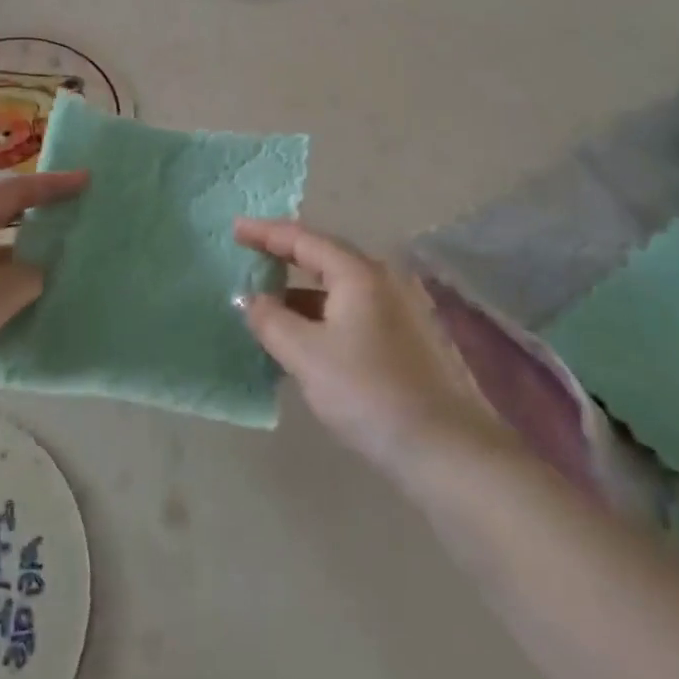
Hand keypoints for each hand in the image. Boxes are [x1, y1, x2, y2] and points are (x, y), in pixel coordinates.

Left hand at [0, 171, 86, 390]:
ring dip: (24, 256)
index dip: (54, 185)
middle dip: (40, 215)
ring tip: (63, 267)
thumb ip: (28, 276)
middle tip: (79, 220)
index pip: (17, 190)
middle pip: (3, 214)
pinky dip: (5, 285)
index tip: (89, 180)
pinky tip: (25, 308)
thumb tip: (40, 272)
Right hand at [235, 218, 502, 475]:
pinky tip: (303, 338)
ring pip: (338, 288)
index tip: (234, 229)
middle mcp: (382, 279)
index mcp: (358, 273)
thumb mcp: (307, 355)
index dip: (266, 233)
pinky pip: (351, 311)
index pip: (303, 239)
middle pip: (323, 257)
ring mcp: (399, 308)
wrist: (444, 449)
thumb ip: (271, 320)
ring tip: (267, 304)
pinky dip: (321, 315)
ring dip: (301, 292)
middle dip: (284, 257)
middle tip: (249, 257)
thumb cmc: (368, 392)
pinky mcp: (405, 338)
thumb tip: (249, 299)